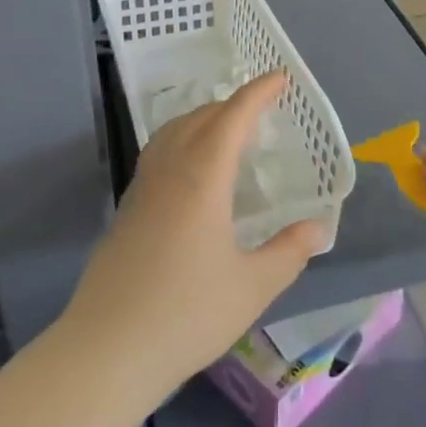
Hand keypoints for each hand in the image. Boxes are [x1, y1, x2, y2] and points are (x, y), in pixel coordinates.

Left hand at [65, 72, 322, 396]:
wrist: (107, 349)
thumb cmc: (187, 314)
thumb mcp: (252, 287)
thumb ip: (288, 252)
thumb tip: (318, 227)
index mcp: (202, 177)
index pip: (232, 118)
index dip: (256, 93)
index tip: (278, 78)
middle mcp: (169, 171)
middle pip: (199, 118)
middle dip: (231, 104)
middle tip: (259, 110)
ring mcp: (142, 188)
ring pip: (172, 133)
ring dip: (202, 119)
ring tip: (226, 132)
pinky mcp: (126, 209)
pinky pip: (158, 154)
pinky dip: (182, 141)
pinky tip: (191, 172)